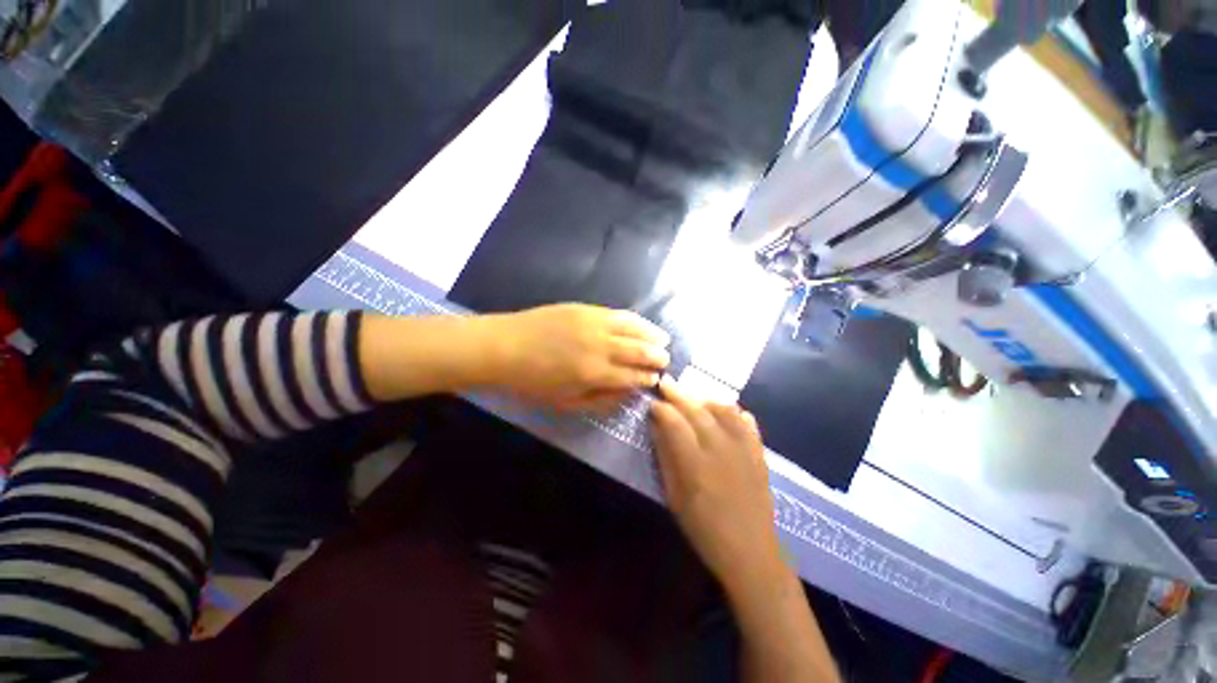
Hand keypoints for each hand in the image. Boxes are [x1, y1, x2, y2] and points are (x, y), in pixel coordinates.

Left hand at [482, 304, 670, 410]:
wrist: (504, 346)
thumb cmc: (532, 381)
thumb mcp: (565, 403)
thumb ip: (600, 401)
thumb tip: (627, 394)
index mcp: (594, 374)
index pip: (633, 377)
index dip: (648, 378)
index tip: (657, 379)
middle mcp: (600, 346)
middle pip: (638, 351)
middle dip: (656, 357)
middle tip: (665, 360)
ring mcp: (594, 323)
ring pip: (633, 328)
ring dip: (652, 335)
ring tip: (664, 340)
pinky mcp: (586, 309)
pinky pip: (619, 314)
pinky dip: (636, 320)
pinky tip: (643, 324)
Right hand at [649, 377, 784, 593]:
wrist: (751, 553)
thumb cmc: (704, 530)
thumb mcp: (674, 497)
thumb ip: (666, 457)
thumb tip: (657, 427)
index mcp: (696, 464)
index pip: (675, 423)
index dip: (661, 409)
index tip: (652, 403)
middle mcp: (721, 450)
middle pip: (697, 410)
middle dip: (678, 394)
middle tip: (666, 383)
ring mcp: (744, 449)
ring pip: (724, 409)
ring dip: (704, 397)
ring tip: (692, 394)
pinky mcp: (759, 453)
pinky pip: (746, 422)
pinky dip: (733, 410)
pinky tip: (724, 408)